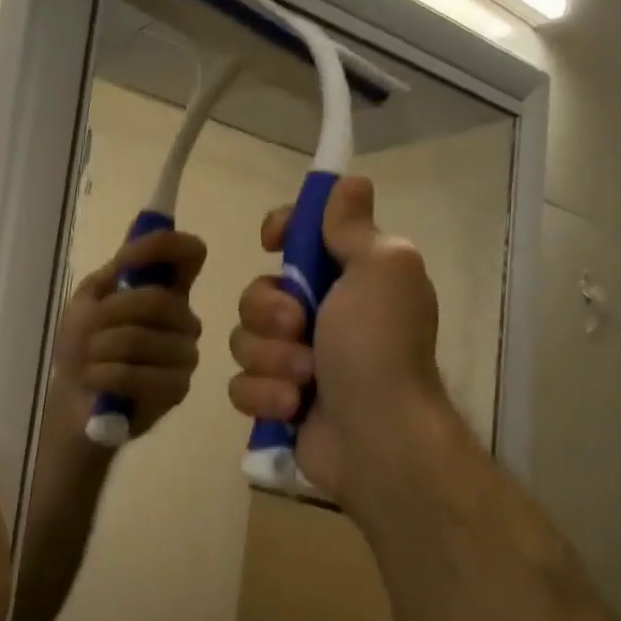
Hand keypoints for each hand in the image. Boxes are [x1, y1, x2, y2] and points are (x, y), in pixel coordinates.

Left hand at [53, 230, 206, 435]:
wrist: (75, 402)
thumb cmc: (84, 348)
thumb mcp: (89, 300)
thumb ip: (115, 272)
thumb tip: (136, 243)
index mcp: (167, 291)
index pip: (190, 254)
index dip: (165, 246)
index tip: (129, 258)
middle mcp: (184, 319)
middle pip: (158, 300)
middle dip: (111, 314)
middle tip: (89, 333)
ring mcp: (185, 355)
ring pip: (141, 338)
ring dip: (100, 349)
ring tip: (90, 361)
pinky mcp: (178, 390)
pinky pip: (137, 373)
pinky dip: (104, 375)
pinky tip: (96, 381)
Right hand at [226, 176, 447, 498]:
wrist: (377, 438)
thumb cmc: (379, 346)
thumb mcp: (380, 270)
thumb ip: (354, 226)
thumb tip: (350, 182)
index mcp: (349, 277)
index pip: (302, 236)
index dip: (283, 231)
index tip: (273, 240)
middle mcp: (321, 314)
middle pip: (258, 290)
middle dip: (270, 310)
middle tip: (300, 328)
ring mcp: (295, 360)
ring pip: (243, 338)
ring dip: (271, 358)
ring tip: (304, 380)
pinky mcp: (276, 400)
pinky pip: (240, 383)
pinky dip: (265, 394)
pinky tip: (293, 407)